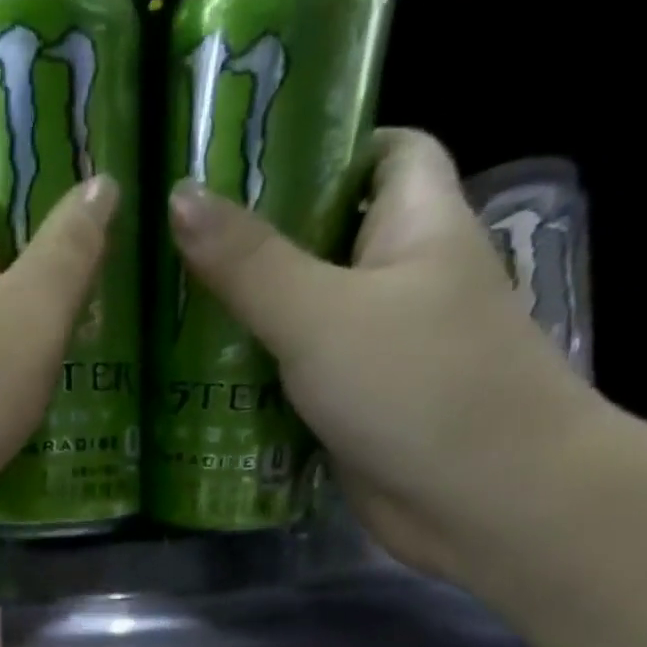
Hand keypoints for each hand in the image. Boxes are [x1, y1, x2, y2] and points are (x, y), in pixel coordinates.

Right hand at [169, 129, 606, 581]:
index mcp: (415, 223)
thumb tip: (180, 196)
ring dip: (241, 325)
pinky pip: (294, 385)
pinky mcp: (353, 414)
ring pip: (299, 323)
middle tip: (168, 248)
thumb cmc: (419, 385)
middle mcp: (398, 281)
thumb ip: (249, 263)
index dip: (318, 147)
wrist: (485, 500)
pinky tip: (191, 387)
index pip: (379, 152)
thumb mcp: (322, 314)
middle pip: (319, 244)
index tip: (237, 163)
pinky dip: (252, 386)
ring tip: (161, 315)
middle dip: (251, 247)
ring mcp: (375, 354)